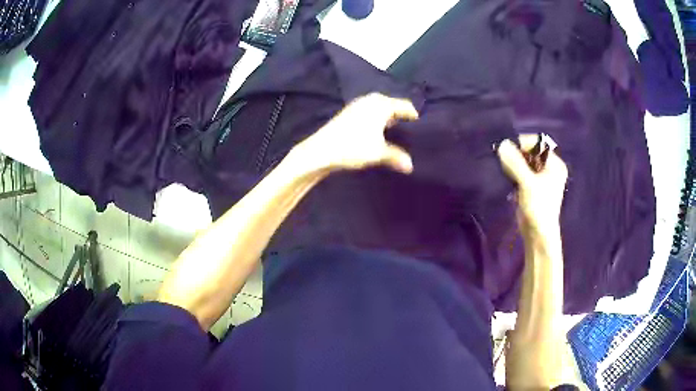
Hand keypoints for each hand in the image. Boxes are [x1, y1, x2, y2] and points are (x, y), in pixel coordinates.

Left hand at [295, 93, 418, 173]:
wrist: (320, 150)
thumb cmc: (353, 147)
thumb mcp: (378, 153)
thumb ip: (396, 157)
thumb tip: (410, 167)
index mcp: (381, 104)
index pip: (404, 105)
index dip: (413, 115)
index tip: (421, 125)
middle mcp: (370, 100)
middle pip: (392, 105)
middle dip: (401, 116)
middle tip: (410, 130)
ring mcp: (358, 105)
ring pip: (380, 108)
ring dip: (387, 118)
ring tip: (396, 132)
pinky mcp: (348, 112)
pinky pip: (370, 112)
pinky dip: (376, 119)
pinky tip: (377, 132)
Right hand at [497, 135, 567, 236]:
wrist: (538, 235)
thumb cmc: (538, 208)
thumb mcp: (527, 183)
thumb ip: (515, 163)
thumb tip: (502, 144)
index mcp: (555, 164)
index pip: (538, 143)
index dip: (523, 143)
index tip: (507, 148)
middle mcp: (549, 168)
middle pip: (531, 152)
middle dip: (517, 153)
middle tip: (503, 158)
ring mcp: (541, 177)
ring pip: (525, 162)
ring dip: (513, 163)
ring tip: (503, 167)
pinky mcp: (532, 186)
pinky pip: (521, 172)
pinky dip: (513, 172)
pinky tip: (505, 176)